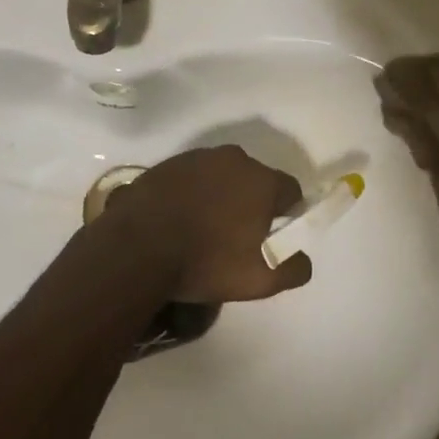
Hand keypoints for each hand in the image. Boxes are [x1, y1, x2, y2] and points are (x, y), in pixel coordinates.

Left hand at [101, 146, 311, 302]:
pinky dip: (191, 195)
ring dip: (220, 197)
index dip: (287, 215)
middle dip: (252, 203)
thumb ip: (294, 268)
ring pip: (221, 177)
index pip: (290, 191)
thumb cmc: (207, 262)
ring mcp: (196, 158)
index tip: (273, 237)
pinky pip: (191, 179)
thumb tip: (301, 257)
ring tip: (204, 231)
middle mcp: (233, 159)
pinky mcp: (166, 165)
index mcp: (262, 180)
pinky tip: (179, 221)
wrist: (137, 249)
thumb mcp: (262, 279)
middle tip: (237, 237)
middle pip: (254, 180)